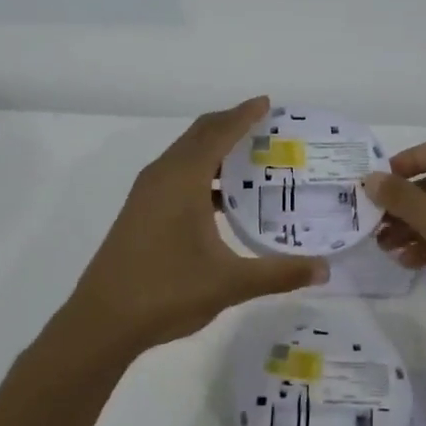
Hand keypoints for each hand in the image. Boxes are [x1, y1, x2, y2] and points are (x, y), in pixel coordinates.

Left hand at [67, 98, 327, 355]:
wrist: (101, 322)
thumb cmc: (166, 292)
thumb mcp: (230, 283)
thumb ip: (279, 273)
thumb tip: (324, 269)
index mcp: (182, 179)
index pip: (218, 132)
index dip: (244, 115)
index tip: (268, 103)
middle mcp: (162, 175)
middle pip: (200, 135)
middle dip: (232, 125)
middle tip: (268, 130)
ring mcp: (147, 193)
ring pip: (186, 155)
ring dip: (216, 150)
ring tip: (252, 161)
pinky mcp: (141, 211)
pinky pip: (177, 174)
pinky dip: (203, 172)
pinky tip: (223, 199)